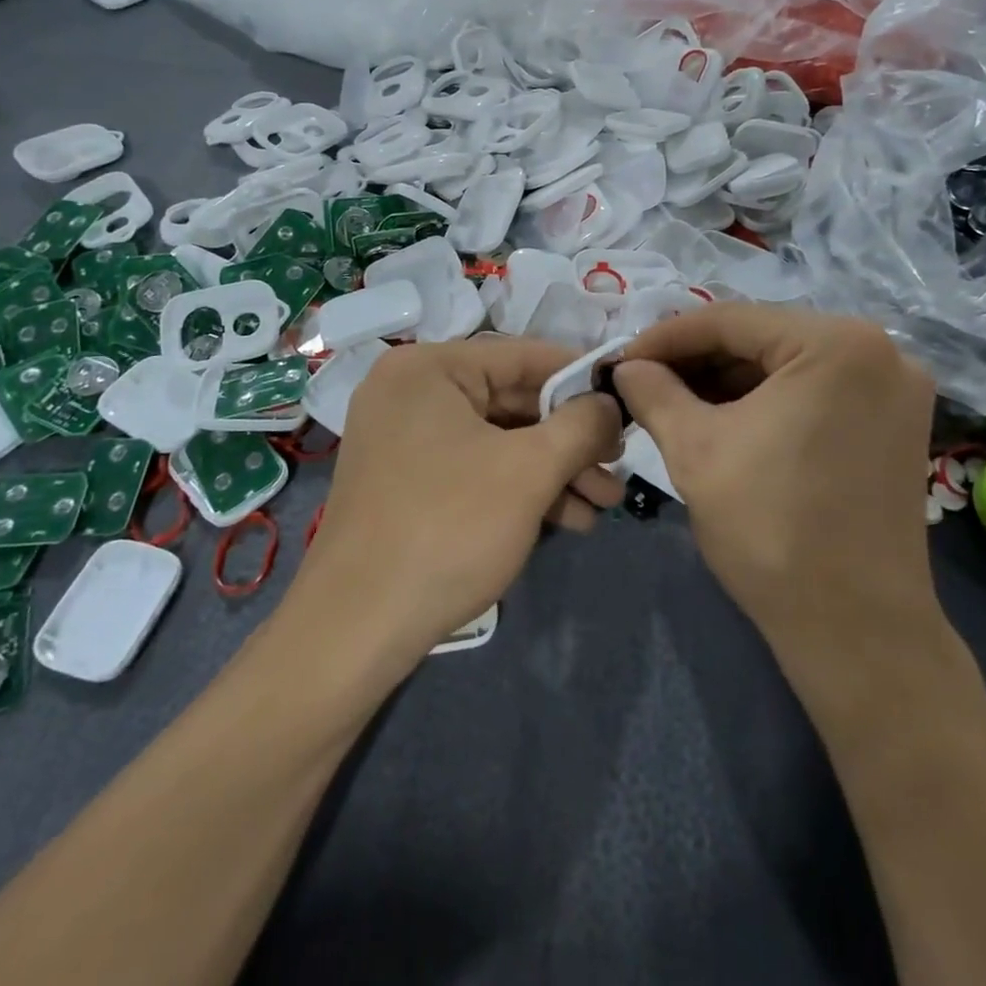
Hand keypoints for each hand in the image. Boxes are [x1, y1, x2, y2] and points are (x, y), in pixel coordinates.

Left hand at [297, 339, 623, 665]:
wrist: (357, 629)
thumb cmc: (448, 528)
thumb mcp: (529, 470)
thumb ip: (581, 424)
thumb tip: (611, 402)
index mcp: (429, 368)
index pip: (523, 355)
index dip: (581, 376)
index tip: (628, 398)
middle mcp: (412, 393)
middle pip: (513, 401)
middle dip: (572, 439)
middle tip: (619, 463)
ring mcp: (405, 439)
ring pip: (499, 440)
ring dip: (555, 470)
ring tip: (606, 502)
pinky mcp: (408, 482)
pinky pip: (476, 467)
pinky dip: (520, 489)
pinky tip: (570, 519)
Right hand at [613, 304, 937, 641]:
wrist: (854, 630)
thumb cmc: (771, 529)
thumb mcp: (695, 449)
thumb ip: (653, 392)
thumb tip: (626, 366)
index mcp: (838, 343)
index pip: (731, 320)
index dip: (666, 337)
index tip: (621, 359)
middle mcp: (880, 350)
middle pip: (763, 338)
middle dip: (697, 360)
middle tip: (642, 381)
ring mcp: (894, 388)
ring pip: (788, 364)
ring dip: (728, 380)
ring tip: (672, 400)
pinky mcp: (894, 422)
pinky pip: (815, 391)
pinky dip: (766, 400)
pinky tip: (721, 417)